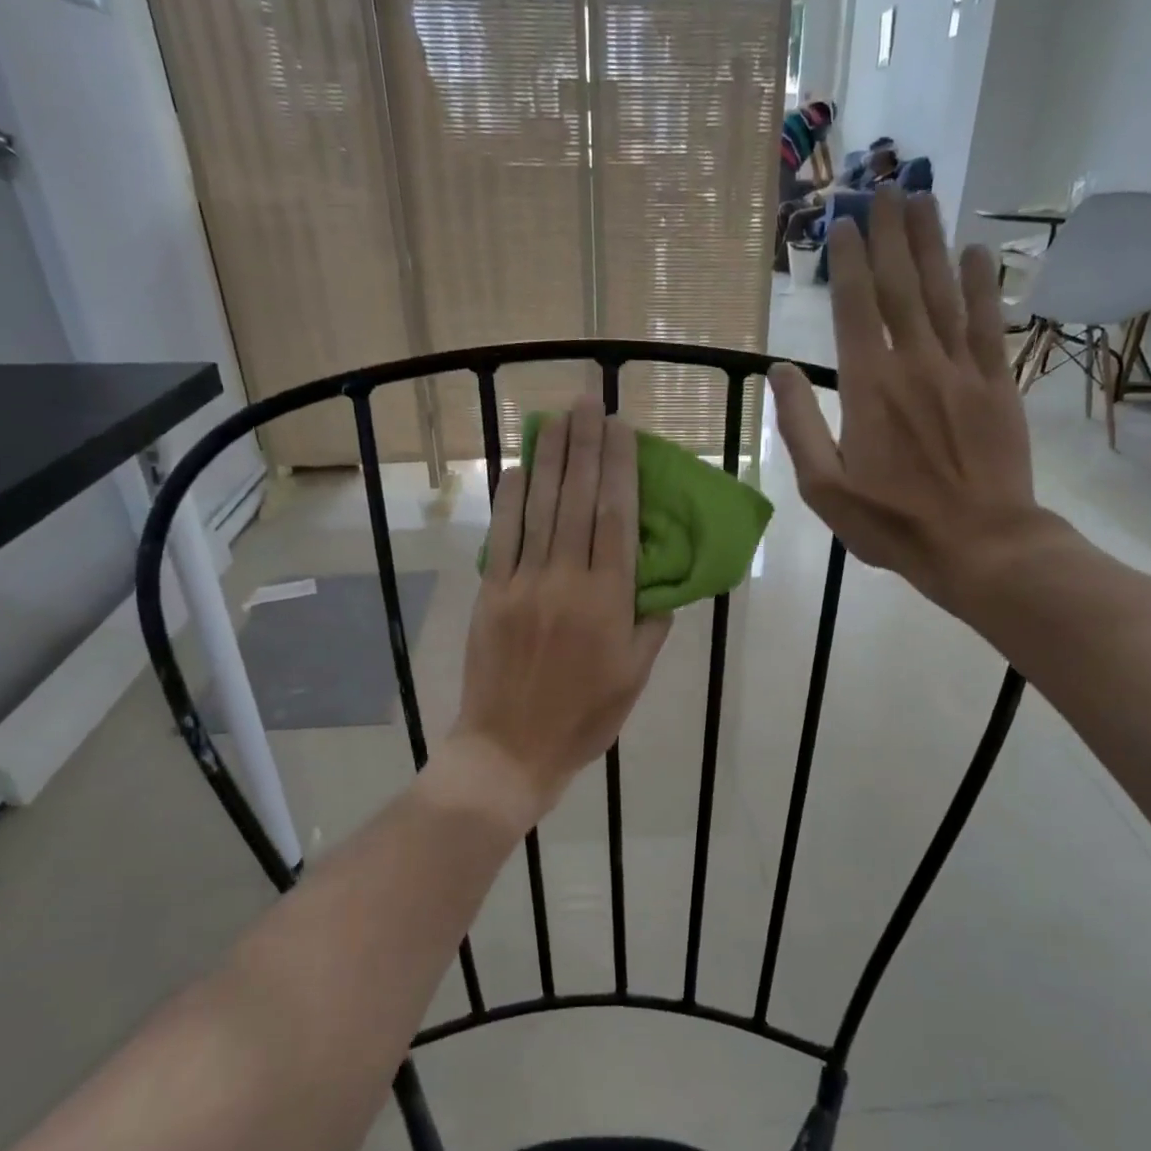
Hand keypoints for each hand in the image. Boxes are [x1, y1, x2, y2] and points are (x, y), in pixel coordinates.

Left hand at [445, 399, 670, 833]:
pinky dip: (511, 497)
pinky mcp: (491, 593)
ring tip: (557, 417)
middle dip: (585, 446)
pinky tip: (518, 466)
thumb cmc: (584, 718)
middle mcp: (566, 581)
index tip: (621, 429)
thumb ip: (650, 624)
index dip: (619, 469)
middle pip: (577, 501)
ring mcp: (523, 584)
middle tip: (588, 401)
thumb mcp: (635, 677)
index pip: (616, 519)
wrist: (510, 750)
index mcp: (608, 602)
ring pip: (540, 509)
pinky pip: (503, 536)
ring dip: (550, 459)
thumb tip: (660, 582)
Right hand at [767, 186, 1053, 620]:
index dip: (849, 261)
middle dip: (890, 233)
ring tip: (921, 197)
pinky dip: (981, 285)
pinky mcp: (997, 384)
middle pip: (900, 286)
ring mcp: (961, 370)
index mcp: (868, 388)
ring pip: (942, 293)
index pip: (855, 309)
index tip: (843, 222)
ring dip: (930, 242)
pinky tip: (975, 252)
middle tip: (883, 185)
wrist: (978, 544)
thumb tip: (780, 371)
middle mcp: (915, 364)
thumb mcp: (823, 487)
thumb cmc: (891, 523)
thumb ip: (799, 426)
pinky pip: (987, 323)